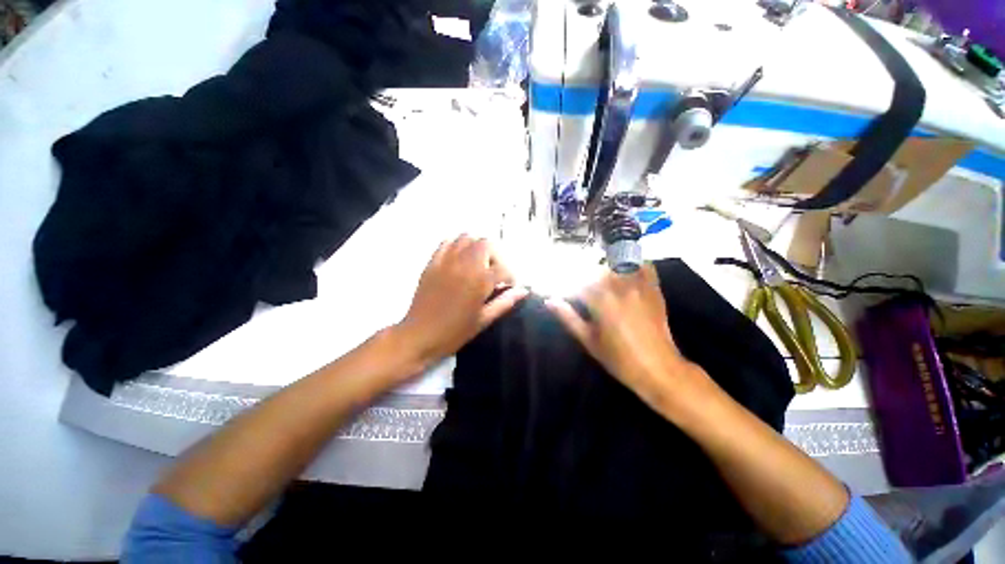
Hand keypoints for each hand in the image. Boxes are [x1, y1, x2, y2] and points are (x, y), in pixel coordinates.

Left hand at [396, 235, 528, 367]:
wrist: (419, 335)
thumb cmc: (454, 332)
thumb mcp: (484, 320)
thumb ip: (505, 302)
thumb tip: (524, 290)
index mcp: (479, 281)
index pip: (503, 268)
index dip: (511, 276)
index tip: (509, 286)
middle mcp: (464, 264)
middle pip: (486, 244)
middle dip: (496, 257)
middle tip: (495, 273)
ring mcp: (446, 261)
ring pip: (466, 238)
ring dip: (477, 248)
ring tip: (479, 264)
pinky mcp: (432, 262)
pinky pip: (447, 243)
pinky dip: (457, 245)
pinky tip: (460, 259)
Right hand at [545, 263, 709, 412]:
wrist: (659, 369)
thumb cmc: (619, 359)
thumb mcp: (589, 340)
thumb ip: (568, 317)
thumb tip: (549, 301)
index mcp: (600, 301)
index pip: (576, 283)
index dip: (566, 286)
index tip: (562, 292)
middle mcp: (619, 287)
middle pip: (594, 270)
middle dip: (583, 277)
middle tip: (580, 289)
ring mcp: (639, 286)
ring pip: (616, 265)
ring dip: (604, 269)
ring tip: (599, 280)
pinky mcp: (654, 289)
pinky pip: (644, 267)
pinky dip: (633, 264)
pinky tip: (625, 270)